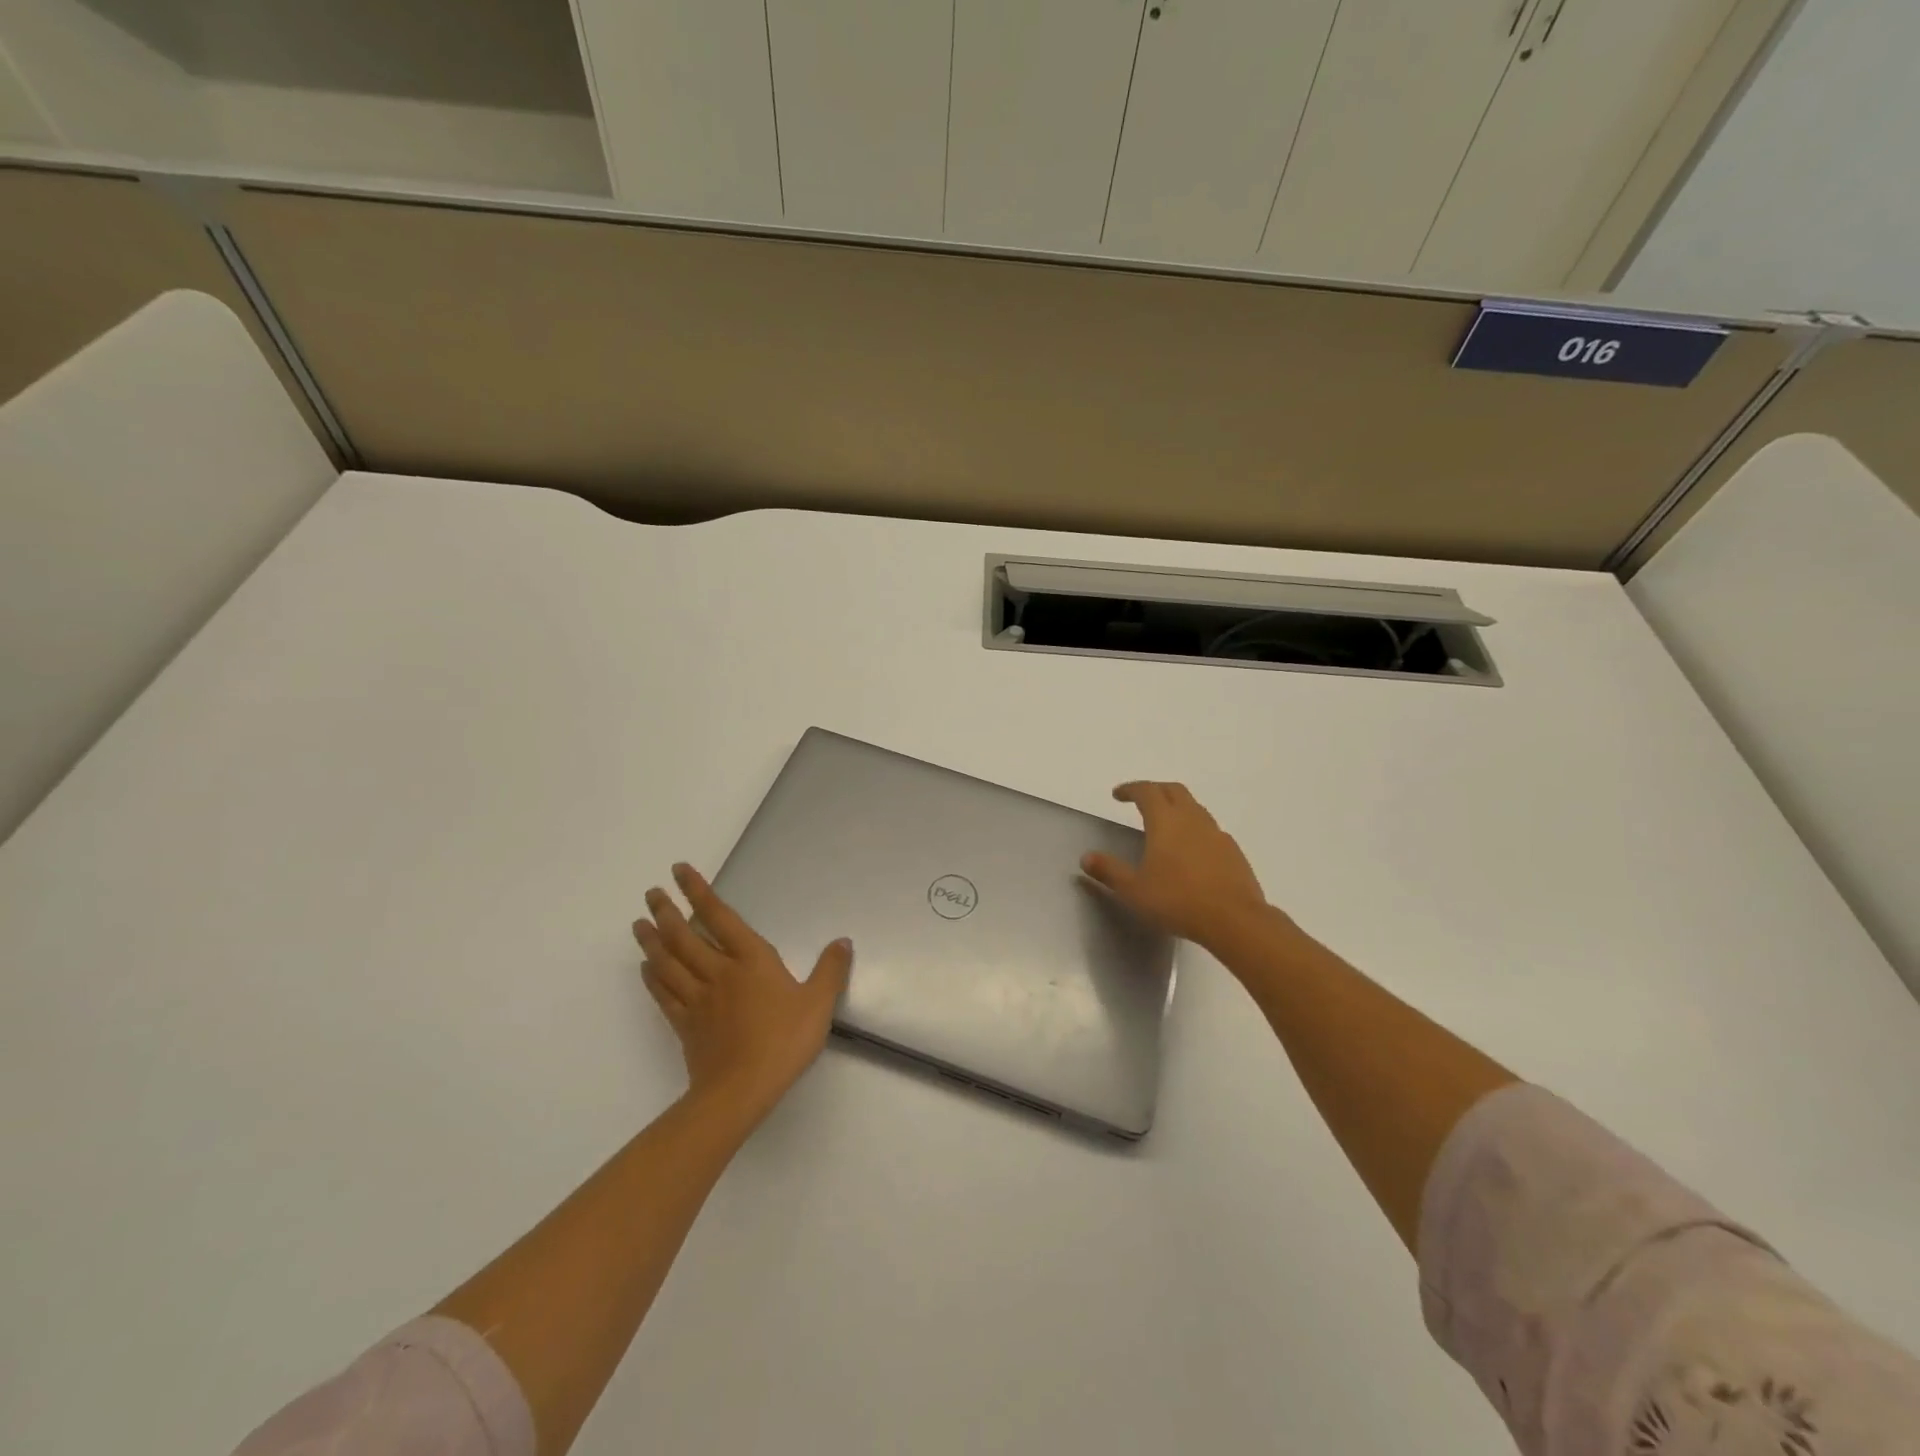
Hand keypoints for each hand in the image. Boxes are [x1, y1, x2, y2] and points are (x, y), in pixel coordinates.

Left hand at [633, 864, 851, 1126]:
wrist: (741, 1090)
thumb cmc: (783, 1041)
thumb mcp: (818, 1004)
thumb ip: (831, 971)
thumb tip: (842, 941)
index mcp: (751, 960)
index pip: (720, 917)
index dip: (699, 892)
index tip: (679, 871)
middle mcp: (719, 972)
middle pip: (684, 936)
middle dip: (666, 912)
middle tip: (650, 894)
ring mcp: (697, 999)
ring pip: (668, 962)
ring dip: (652, 940)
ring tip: (639, 923)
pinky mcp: (685, 1025)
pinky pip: (664, 994)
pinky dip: (653, 978)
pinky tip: (647, 968)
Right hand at [1082, 781, 1272, 949]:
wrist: (1234, 920)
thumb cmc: (1177, 901)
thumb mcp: (1134, 890)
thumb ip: (1109, 871)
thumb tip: (1086, 857)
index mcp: (1165, 822)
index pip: (1147, 791)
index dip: (1131, 789)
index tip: (1118, 795)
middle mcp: (1192, 819)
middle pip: (1174, 790)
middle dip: (1155, 790)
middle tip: (1141, 801)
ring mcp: (1216, 834)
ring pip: (1195, 808)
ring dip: (1178, 808)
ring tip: (1166, 825)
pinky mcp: (1233, 852)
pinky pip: (1210, 830)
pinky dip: (1195, 830)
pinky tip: (1192, 851)